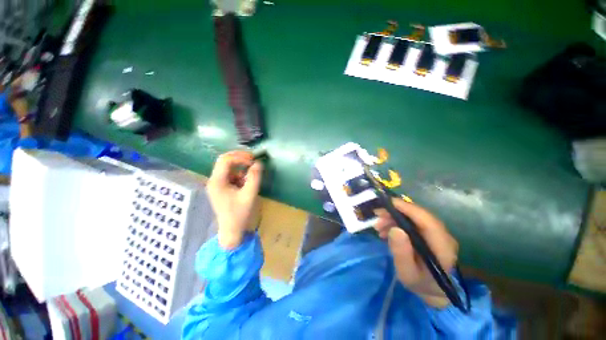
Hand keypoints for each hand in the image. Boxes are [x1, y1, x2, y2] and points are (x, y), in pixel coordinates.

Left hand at [207, 151, 263, 249]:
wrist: (232, 231)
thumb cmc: (240, 214)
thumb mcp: (250, 195)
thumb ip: (254, 177)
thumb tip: (258, 163)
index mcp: (217, 182)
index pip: (226, 160)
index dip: (240, 157)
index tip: (254, 161)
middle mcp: (214, 180)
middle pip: (225, 161)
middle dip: (240, 158)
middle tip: (253, 160)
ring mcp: (217, 184)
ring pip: (228, 167)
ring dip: (241, 168)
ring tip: (251, 176)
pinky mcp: (221, 188)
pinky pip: (231, 175)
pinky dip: (240, 175)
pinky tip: (246, 183)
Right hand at [374, 199, 458, 307]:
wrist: (430, 290)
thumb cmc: (418, 283)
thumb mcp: (407, 273)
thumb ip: (401, 253)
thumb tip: (395, 229)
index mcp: (442, 247)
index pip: (427, 220)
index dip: (408, 208)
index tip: (387, 203)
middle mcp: (443, 236)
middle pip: (419, 216)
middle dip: (396, 212)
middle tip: (377, 215)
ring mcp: (436, 234)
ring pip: (414, 217)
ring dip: (394, 217)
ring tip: (378, 226)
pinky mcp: (429, 233)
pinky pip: (412, 222)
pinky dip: (397, 222)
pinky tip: (385, 230)